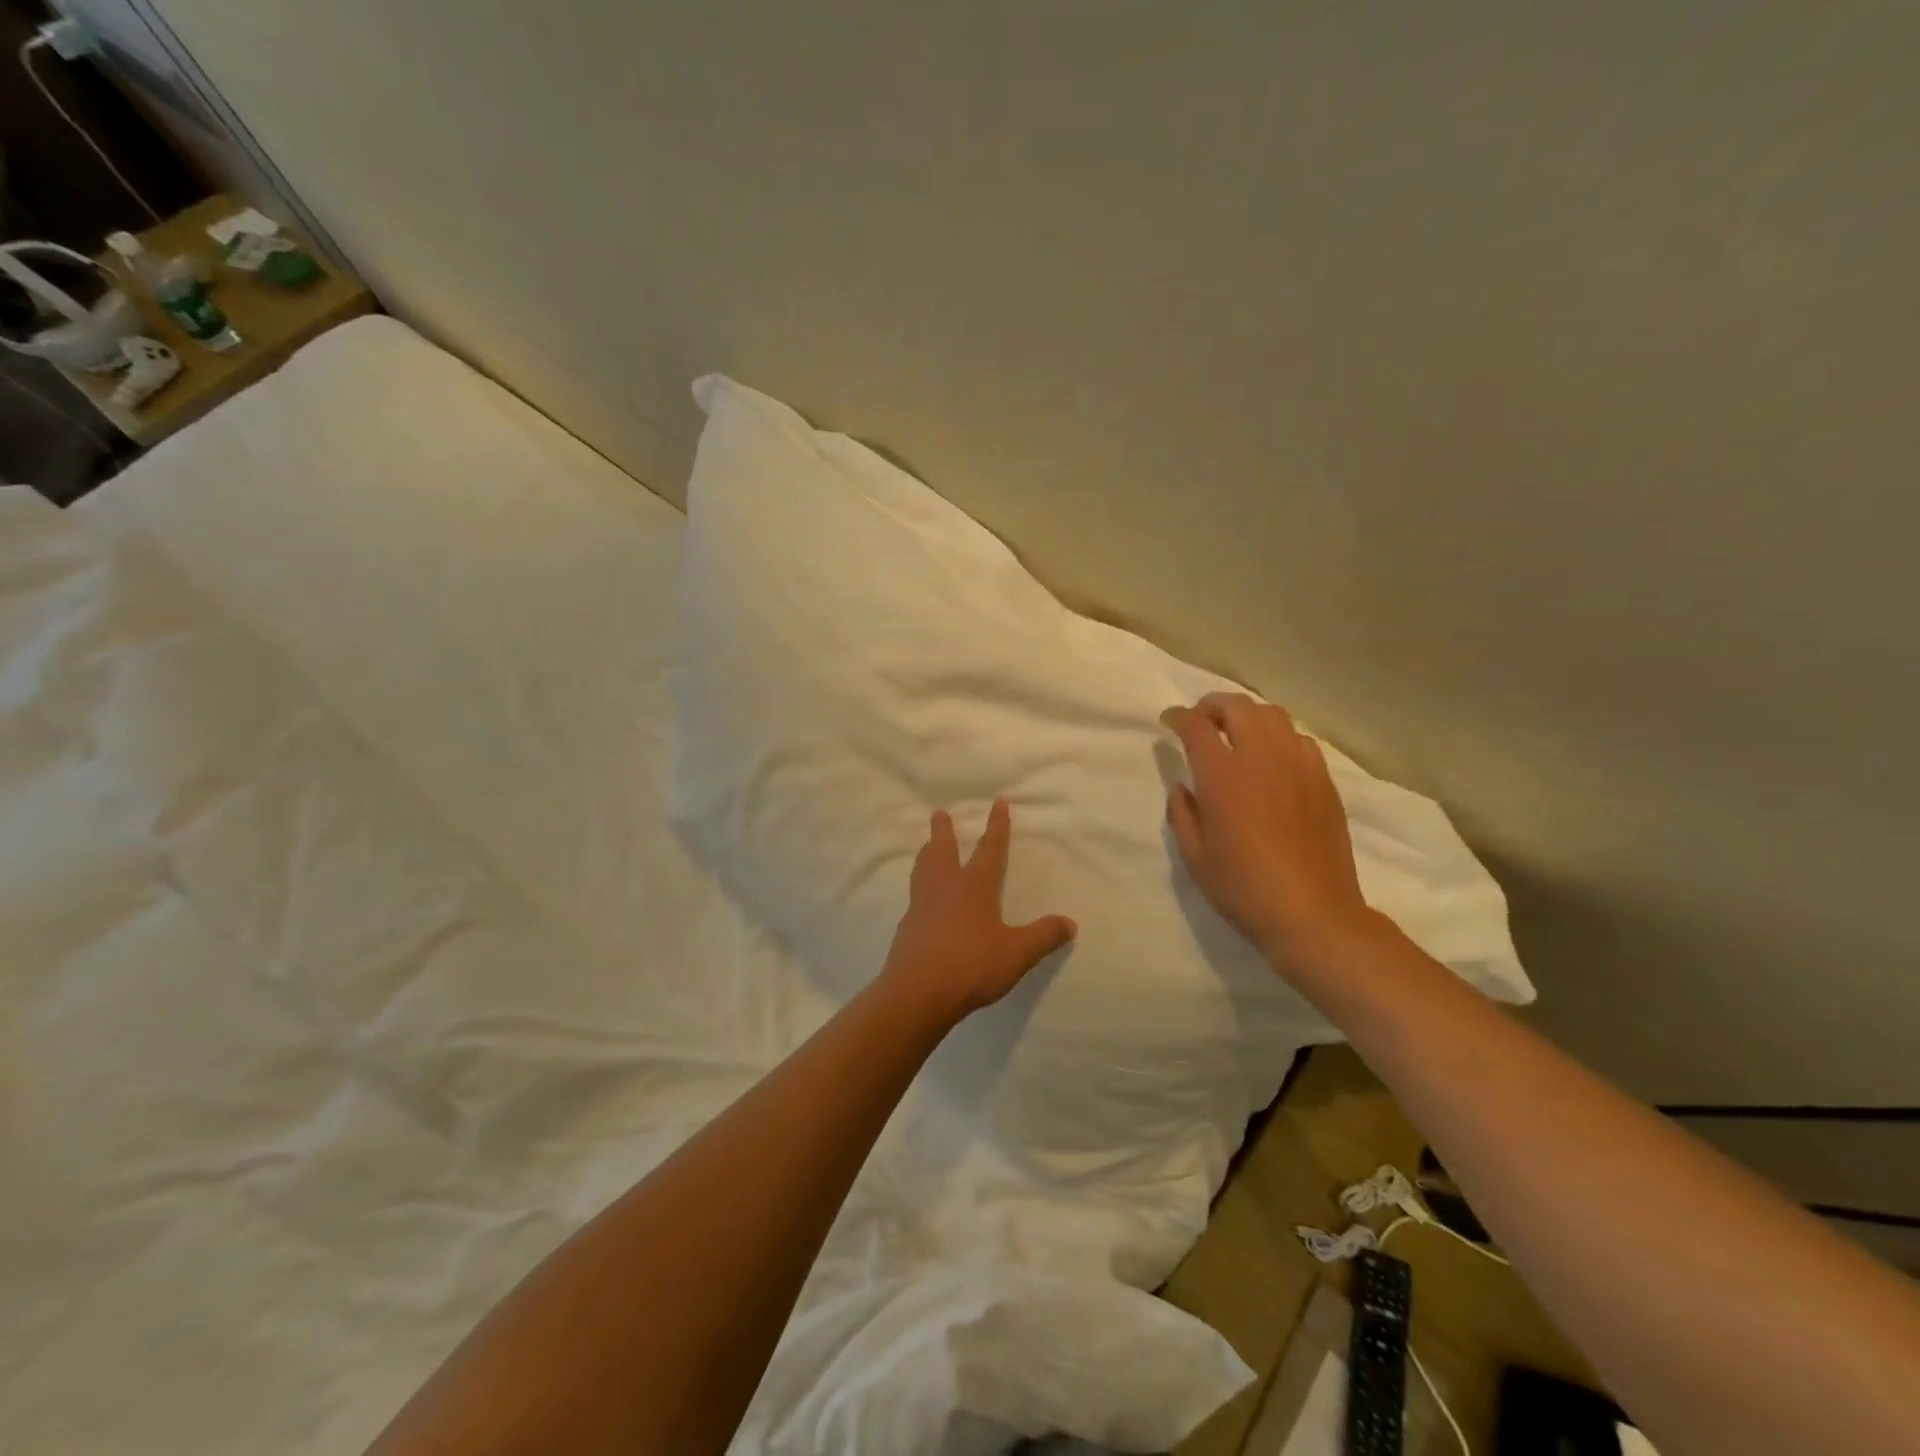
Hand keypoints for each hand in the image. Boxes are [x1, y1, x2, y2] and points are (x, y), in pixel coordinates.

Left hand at [879, 800, 1076, 1025]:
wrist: (919, 991)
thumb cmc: (972, 964)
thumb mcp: (1017, 953)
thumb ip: (1043, 936)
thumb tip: (1070, 924)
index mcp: (974, 886)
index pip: (990, 849)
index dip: (996, 826)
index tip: (997, 803)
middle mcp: (945, 887)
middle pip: (943, 851)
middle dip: (944, 831)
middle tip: (938, 813)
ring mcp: (921, 905)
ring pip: (923, 869)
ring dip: (926, 854)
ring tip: (926, 846)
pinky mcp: (907, 926)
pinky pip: (914, 896)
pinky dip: (918, 886)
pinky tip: (920, 897)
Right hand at [1161, 692, 1374, 969]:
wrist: (1312, 914)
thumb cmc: (1243, 889)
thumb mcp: (1195, 856)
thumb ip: (1182, 814)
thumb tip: (1182, 787)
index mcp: (1223, 776)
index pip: (1196, 726)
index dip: (1178, 717)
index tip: (1168, 722)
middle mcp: (1262, 759)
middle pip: (1237, 707)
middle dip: (1212, 705)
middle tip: (1200, 721)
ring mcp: (1298, 766)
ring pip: (1273, 715)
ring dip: (1247, 715)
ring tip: (1236, 733)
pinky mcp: (1323, 781)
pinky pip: (1300, 740)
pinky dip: (1279, 737)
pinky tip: (1273, 759)